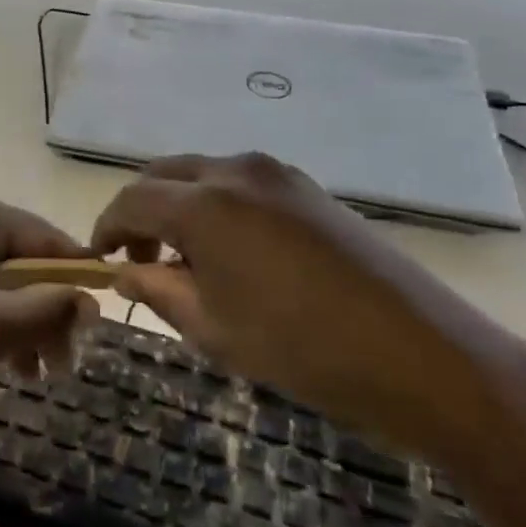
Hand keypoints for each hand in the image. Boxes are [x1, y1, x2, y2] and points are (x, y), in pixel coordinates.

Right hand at [91, 153, 525, 458]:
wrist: (423, 355)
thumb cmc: (304, 350)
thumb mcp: (215, 329)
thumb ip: (158, 291)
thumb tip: (125, 272)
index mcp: (204, 204)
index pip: (132, 201)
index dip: (108, 228)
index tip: (102, 260)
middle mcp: (235, 171)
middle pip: (164, 176)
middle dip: (141, 212)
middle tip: (139, 258)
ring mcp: (277, 175)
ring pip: (203, 175)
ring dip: (180, 206)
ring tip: (185, 258)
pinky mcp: (308, 188)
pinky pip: (241, 184)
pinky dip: (217, 206)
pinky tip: (232, 250)